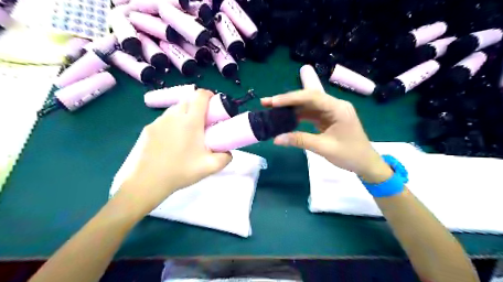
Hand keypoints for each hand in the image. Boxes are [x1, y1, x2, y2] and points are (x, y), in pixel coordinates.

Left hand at [115, 89, 232, 216]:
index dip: (209, 95)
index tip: (214, 105)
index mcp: (190, 121)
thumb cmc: (181, 171)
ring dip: (184, 114)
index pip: (200, 95)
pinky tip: (171, 141)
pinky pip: (164, 120)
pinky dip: (172, 123)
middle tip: (204, 122)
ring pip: (175, 109)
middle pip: (188, 100)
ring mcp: (158, 122)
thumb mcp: (210, 167)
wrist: (146, 182)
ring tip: (188, 132)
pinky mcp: (147, 129)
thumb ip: (225, 157)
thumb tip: (229, 152)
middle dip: (198, 105)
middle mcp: (173, 116)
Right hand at [262, 89, 394, 183]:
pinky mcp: (327, 119)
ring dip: (290, 108)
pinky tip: (285, 118)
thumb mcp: (324, 148)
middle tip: (267, 103)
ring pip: (307, 106)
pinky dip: (297, 116)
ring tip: (272, 109)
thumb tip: (276, 139)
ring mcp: (331, 112)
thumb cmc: (350, 155)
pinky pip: (310, 114)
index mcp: (338, 108)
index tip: (273, 102)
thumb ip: (300, 140)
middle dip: (287, 101)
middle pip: (308, 98)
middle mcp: (334, 105)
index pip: (312, 97)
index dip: (291, 98)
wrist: (366, 164)